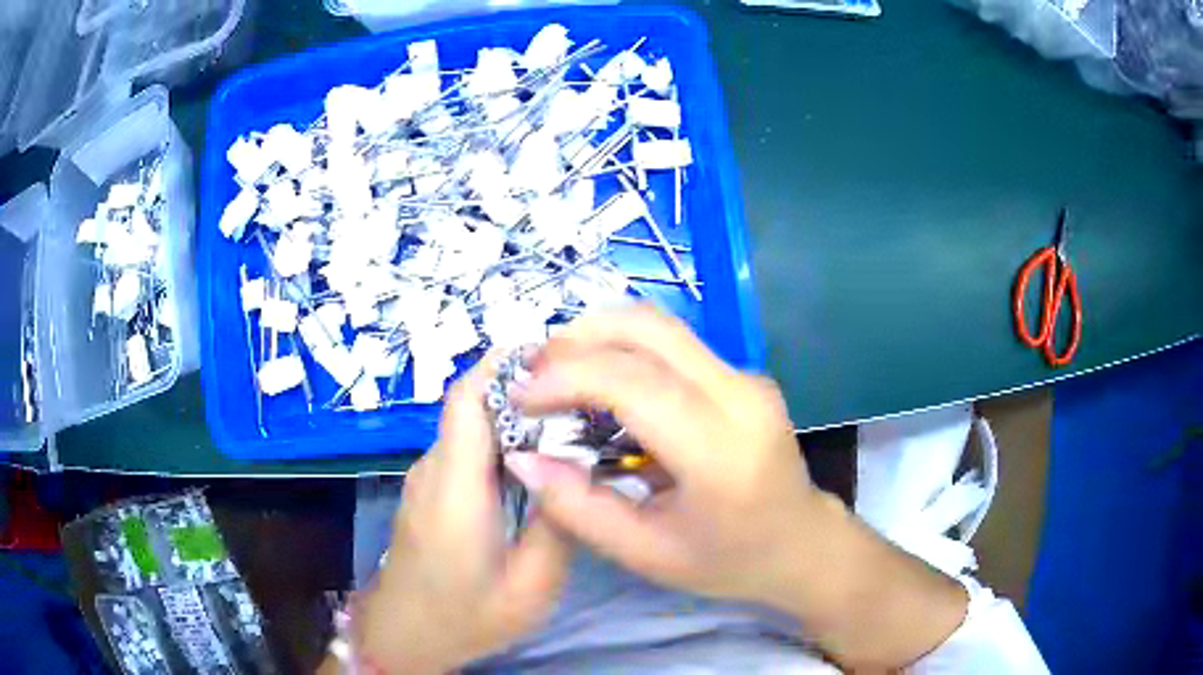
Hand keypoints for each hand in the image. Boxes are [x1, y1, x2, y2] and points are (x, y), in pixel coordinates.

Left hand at [354, 358, 571, 674]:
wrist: (404, 637)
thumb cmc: (464, 618)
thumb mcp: (529, 588)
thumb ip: (556, 527)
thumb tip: (576, 469)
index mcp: (455, 490)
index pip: (467, 400)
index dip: (504, 364)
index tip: (556, 352)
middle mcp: (433, 470)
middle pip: (472, 404)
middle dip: (524, 385)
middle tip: (584, 391)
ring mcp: (426, 478)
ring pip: (470, 424)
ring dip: (516, 412)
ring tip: (571, 420)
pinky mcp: (430, 490)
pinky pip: (466, 448)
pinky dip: (502, 438)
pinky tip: (538, 457)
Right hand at [504, 306, 967, 669]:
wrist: (801, 544)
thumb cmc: (727, 560)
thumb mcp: (645, 553)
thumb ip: (577, 508)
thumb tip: (522, 458)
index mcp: (719, 450)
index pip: (632, 381)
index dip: (565, 377)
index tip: (520, 398)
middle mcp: (739, 394)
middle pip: (647, 328)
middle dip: (576, 339)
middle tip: (533, 375)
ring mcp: (747, 377)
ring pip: (660, 325)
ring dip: (599, 337)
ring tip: (558, 375)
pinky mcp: (743, 374)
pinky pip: (675, 345)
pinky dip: (625, 351)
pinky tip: (602, 386)